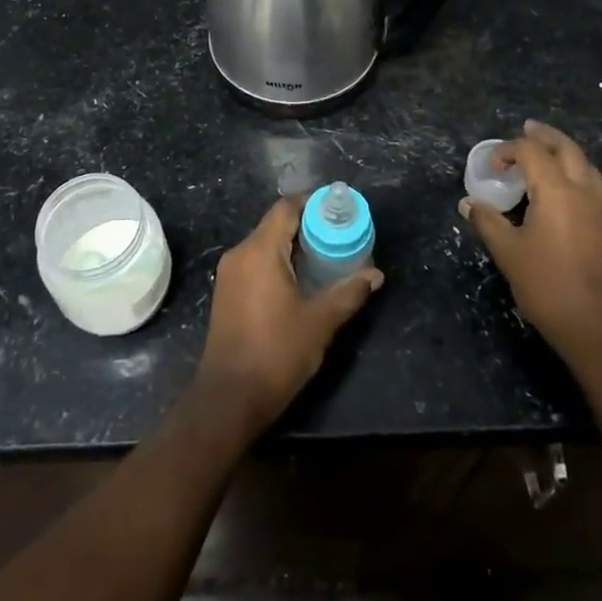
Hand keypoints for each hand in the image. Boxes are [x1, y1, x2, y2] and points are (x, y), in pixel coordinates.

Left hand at [197, 196, 383, 432]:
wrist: (229, 397)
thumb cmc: (276, 353)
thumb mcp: (320, 323)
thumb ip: (349, 293)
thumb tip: (375, 274)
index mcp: (260, 251)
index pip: (286, 208)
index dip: (312, 202)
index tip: (339, 208)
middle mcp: (240, 253)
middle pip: (275, 224)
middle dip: (307, 225)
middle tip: (340, 233)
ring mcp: (229, 273)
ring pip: (264, 244)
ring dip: (292, 245)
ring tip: (326, 255)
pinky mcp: (226, 292)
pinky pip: (255, 262)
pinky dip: (278, 261)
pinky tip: (300, 279)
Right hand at [460, 119, 601, 353]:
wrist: (598, 327)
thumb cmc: (548, 286)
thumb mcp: (508, 253)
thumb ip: (487, 222)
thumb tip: (468, 203)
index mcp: (557, 191)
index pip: (532, 152)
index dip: (508, 151)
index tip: (490, 166)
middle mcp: (583, 192)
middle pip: (567, 149)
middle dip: (545, 136)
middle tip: (525, 129)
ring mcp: (599, 209)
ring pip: (585, 164)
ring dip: (563, 151)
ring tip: (544, 151)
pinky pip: (590, 182)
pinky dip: (574, 170)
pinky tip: (559, 185)